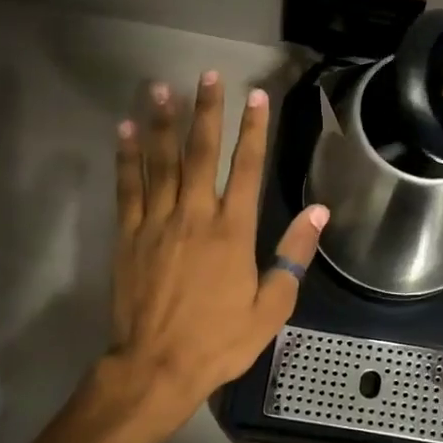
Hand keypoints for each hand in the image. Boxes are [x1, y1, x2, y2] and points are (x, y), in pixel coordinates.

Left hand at [109, 71, 327, 426]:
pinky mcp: (128, 236)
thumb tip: (319, 211)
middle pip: (201, 153)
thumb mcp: (271, 306)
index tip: (256, 96)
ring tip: (160, 87)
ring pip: (160, 162)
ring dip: (161, 122)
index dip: (254, 130)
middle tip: (208, 75)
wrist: (157, 367)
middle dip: (207, 111)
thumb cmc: (219, 340)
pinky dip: (126, 158)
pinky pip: (127, 189)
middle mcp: (194, 216)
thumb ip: (293, 255)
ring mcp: (156, 223)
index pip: (247, 169)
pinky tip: (124, 130)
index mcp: (233, 232)